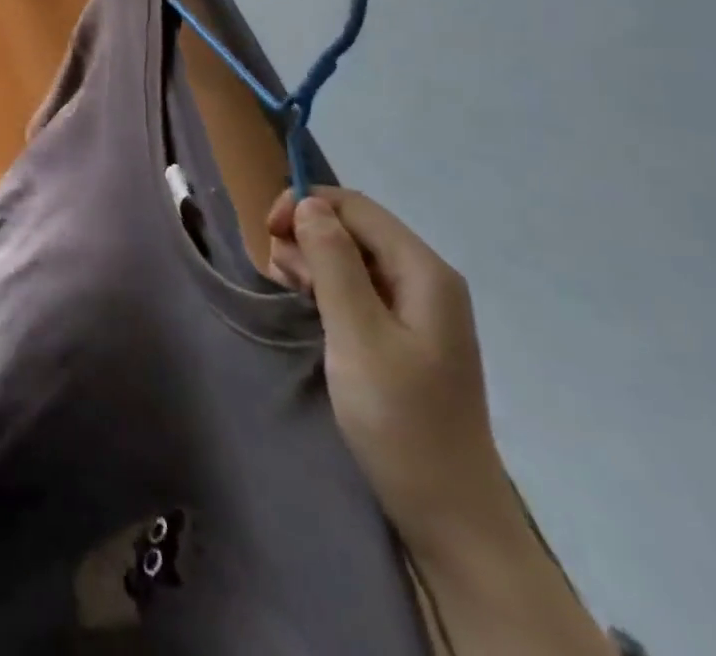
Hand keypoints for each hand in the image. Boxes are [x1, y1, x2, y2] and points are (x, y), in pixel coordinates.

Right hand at [265, 187, 515, 556]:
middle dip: (307, 236)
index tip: (268, 233)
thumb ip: (332, 262)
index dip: (305, 205)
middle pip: (352, 226)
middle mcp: (424, 279)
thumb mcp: (356, 334)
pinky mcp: (402, 331)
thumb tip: (308, 203)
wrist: (447, 512)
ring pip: (348, 254)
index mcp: (424, 272)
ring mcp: (415, 307)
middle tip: (281, 276)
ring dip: (312, 262)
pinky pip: (355, 285)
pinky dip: (325, 286)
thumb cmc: (399, 419)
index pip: (355, 206)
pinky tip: (309, 306)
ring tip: (293, 294)